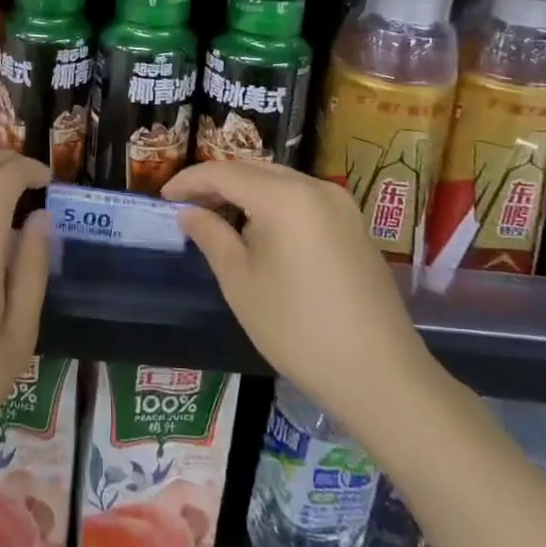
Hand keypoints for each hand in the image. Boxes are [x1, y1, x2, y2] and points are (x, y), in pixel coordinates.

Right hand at [162, 162, 435, 431]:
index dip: (190, 181)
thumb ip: (211, 236)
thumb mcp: (241, 282)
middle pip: (255, 170)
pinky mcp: (354, 227)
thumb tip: (189, 212)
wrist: (381, 376)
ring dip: (246, 192)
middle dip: (217, 182)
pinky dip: (273, 205)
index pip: (225, 172)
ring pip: (280, 183)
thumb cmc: (298, 328)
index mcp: (285, 196)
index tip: (164, 196)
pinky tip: (259, 232)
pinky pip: (303, 200)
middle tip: (187, 205)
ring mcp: (341, 206)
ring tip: (217, 216)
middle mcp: (315, 188)